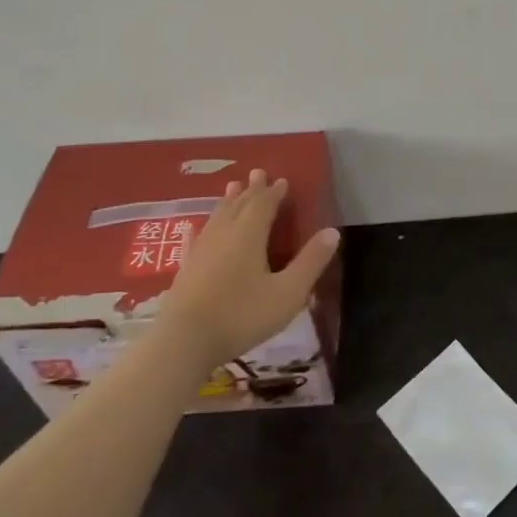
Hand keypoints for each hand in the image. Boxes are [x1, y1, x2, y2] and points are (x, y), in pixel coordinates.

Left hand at [157, 170, 340, 368]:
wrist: (183, 343)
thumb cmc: (241, 315)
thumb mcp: (287, 293)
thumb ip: (310, 262)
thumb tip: (333, 232)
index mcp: (249, 234)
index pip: (264, 204)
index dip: (274, 192)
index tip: (282, 180)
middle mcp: (224, 234)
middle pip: (239, 204)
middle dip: (251, 189)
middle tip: (257, 173)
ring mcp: (201, 250)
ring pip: (218, 216)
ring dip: (229, 201)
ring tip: (233, 188)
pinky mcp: (186, 268)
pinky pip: (199, 236)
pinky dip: (206, 225)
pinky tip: (200, 228)